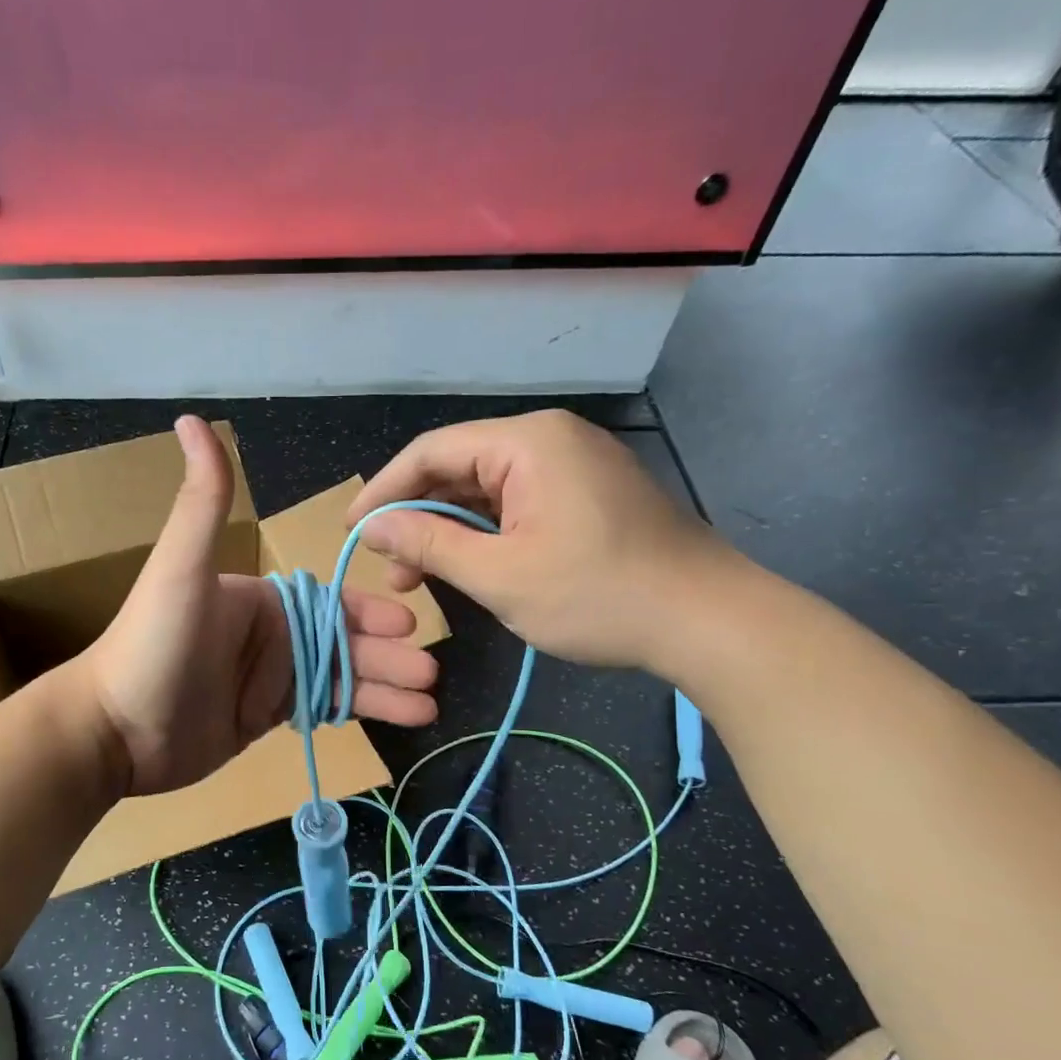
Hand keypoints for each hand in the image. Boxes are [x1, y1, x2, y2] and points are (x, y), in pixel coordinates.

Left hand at [83, 417, 438, 796]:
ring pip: (340, 678)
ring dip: (383, 689)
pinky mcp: (263, 717)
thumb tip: (191, 418)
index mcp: (259, 598)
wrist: (115, 731)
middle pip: (343, 642)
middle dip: (389, 657)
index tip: (410, 625)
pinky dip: (357, 712)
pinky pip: (322, 708)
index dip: (369, 613)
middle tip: (431, 674)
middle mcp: (268, 634)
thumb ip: (204, 501)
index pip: (329, 601)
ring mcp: (267, 678)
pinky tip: (394, 720)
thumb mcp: (181, 568)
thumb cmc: (153, 644)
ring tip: (428, 708)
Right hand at [346, 409, 733, 671]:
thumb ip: (429, 546)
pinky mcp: (585, 493)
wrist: (707, 620)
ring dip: (448, 530)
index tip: (353, 530)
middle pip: (457, 467)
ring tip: (419, 579)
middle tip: (390, 570)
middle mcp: (548, 439)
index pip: (430, 452)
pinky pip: (515, 503)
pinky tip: (466, 566)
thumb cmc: (597, 596)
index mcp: (526, 443)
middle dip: (416, 517)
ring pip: (485, 489)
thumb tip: (374, 528)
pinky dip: (484, 533)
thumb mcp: (499, 576)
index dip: (384, 491)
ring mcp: (571, 464)